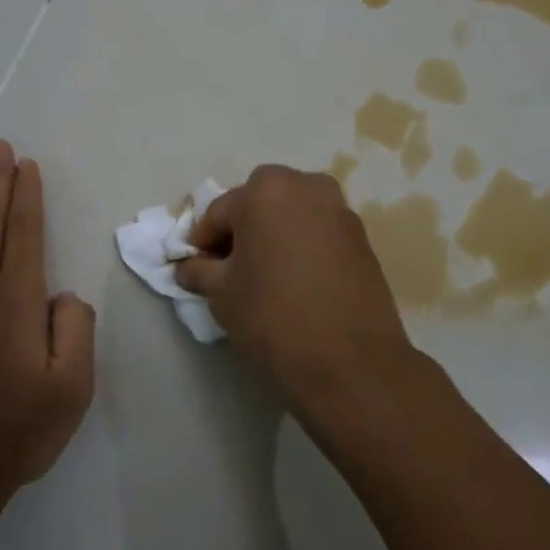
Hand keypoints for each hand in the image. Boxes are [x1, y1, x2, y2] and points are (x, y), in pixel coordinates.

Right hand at [174, 164, 422, 425]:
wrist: (351, 363)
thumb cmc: (273, 318)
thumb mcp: (221, 294)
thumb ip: (198, 270)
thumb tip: (187, 267)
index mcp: (265, 191)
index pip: (219, 212)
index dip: (202, 242)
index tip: (196, 269)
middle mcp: (306, 186)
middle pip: (259, 203)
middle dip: (241, 230)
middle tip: (230, 268)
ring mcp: (340, 209)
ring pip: (292, 214)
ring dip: (274, 234)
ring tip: (265, 275)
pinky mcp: (362, 237)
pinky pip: (318, 231)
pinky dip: (302, 245)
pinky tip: (296, 280)